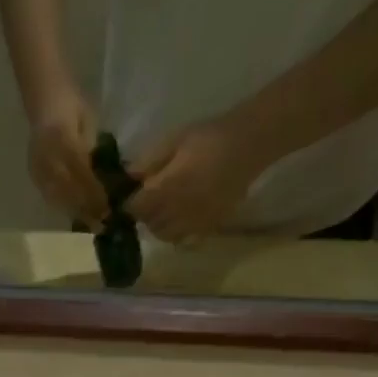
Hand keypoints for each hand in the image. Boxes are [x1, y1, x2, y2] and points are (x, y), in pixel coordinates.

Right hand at [27, 88, 109, 226]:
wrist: (43, 95)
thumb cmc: (71, 103)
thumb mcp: (88, 121)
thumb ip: (92, 149)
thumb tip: (101, 178)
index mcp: (62, 137)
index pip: (81, 172)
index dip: (94, 191)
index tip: (108, 206)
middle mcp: (47, 154)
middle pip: (68, 189)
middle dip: (86, 207)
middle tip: (102, 221)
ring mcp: (37, 165)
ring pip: (58, 196)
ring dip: (75, 211)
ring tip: (90, 222)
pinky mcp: (33, 172)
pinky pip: (48, 194)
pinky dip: (62, 206)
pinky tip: (74, 214)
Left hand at [125, 117, 260, 243]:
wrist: (249, 144)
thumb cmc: (209, 137)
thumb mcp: (175, 140)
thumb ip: (150, 161)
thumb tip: (128, 176)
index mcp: (167, 189)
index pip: (136, 208)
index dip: (130, 204)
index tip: (130, 196)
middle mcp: (178, 211)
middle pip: (150, 224)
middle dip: (145, 214)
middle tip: (148, 201)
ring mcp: (194, 222)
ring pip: (165, 235)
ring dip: (159, 226)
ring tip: (164, 211)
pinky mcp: (209, 226)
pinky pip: (186, 239)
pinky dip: (178, 234)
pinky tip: (182, 219)